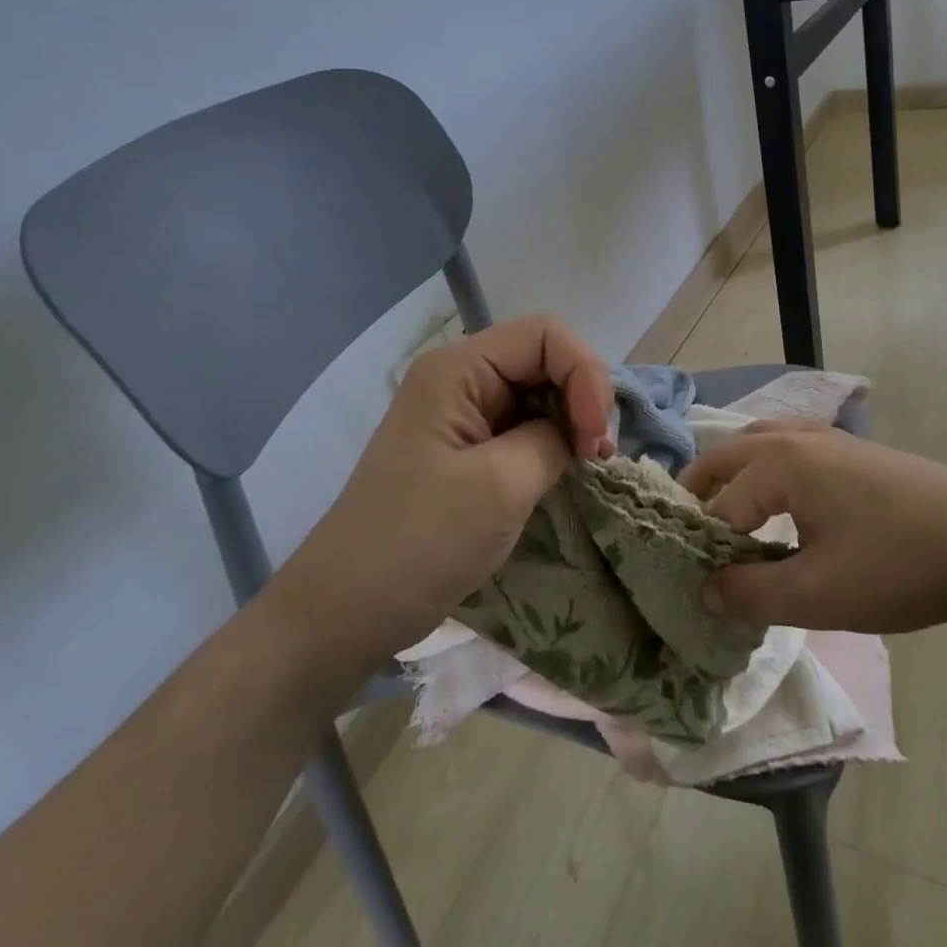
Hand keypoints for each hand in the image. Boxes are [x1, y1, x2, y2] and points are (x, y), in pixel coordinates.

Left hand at [280, 316, 613, 655]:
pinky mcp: (465, 451)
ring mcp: (460, 416)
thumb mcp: (501, 485)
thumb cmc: (419, 542)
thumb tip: (576, 433)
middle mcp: (459, 380)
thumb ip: (553, 440)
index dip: (585, 373)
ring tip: (588, 466)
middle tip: (599, 456)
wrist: (347, 610)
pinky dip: (552, 445)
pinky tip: (565, 473)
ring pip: (537, 396)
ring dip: (571, 423)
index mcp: (457, 370)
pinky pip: (522, 428)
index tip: (595, 437)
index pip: (545, 336)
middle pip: (543, 361)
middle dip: (582, 399)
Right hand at [683, 424, 946, 633]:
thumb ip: (752, 594)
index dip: (704, 549)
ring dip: (734, 474)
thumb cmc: (896, 566)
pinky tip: (784, 502)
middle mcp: (794, 438)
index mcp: (778, 464)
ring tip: (729, 514)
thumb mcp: (817, 594)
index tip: (698, 586)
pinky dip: (766, 468)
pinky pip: (789, 447)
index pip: (720, 507)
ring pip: (759, 444)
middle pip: (726, 455)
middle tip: (688, 534)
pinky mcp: (853, 450)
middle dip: (700, 490)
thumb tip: (707, 591)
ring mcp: (828, 438)